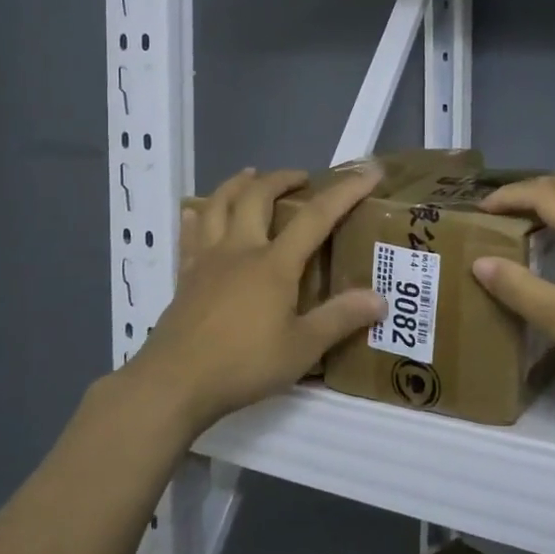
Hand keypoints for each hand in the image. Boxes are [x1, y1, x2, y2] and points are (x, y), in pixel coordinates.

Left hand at [132, 166, 386, 434]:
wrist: (175, 381)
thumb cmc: (243, 363)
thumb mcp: (302, 348)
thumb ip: (340, 319)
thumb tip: (380, 299)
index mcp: (273, 263)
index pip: (316, 217)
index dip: (345, 191)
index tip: (369, 172)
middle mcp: (240, 250)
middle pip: (257, 196)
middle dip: (282, 179)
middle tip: (300, 178)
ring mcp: (207, 260)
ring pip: (218, 205)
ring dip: (237, 184)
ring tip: (251, 176)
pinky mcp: (185, 276)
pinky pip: (190, 235)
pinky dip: (197, 216)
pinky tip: (197, 213)